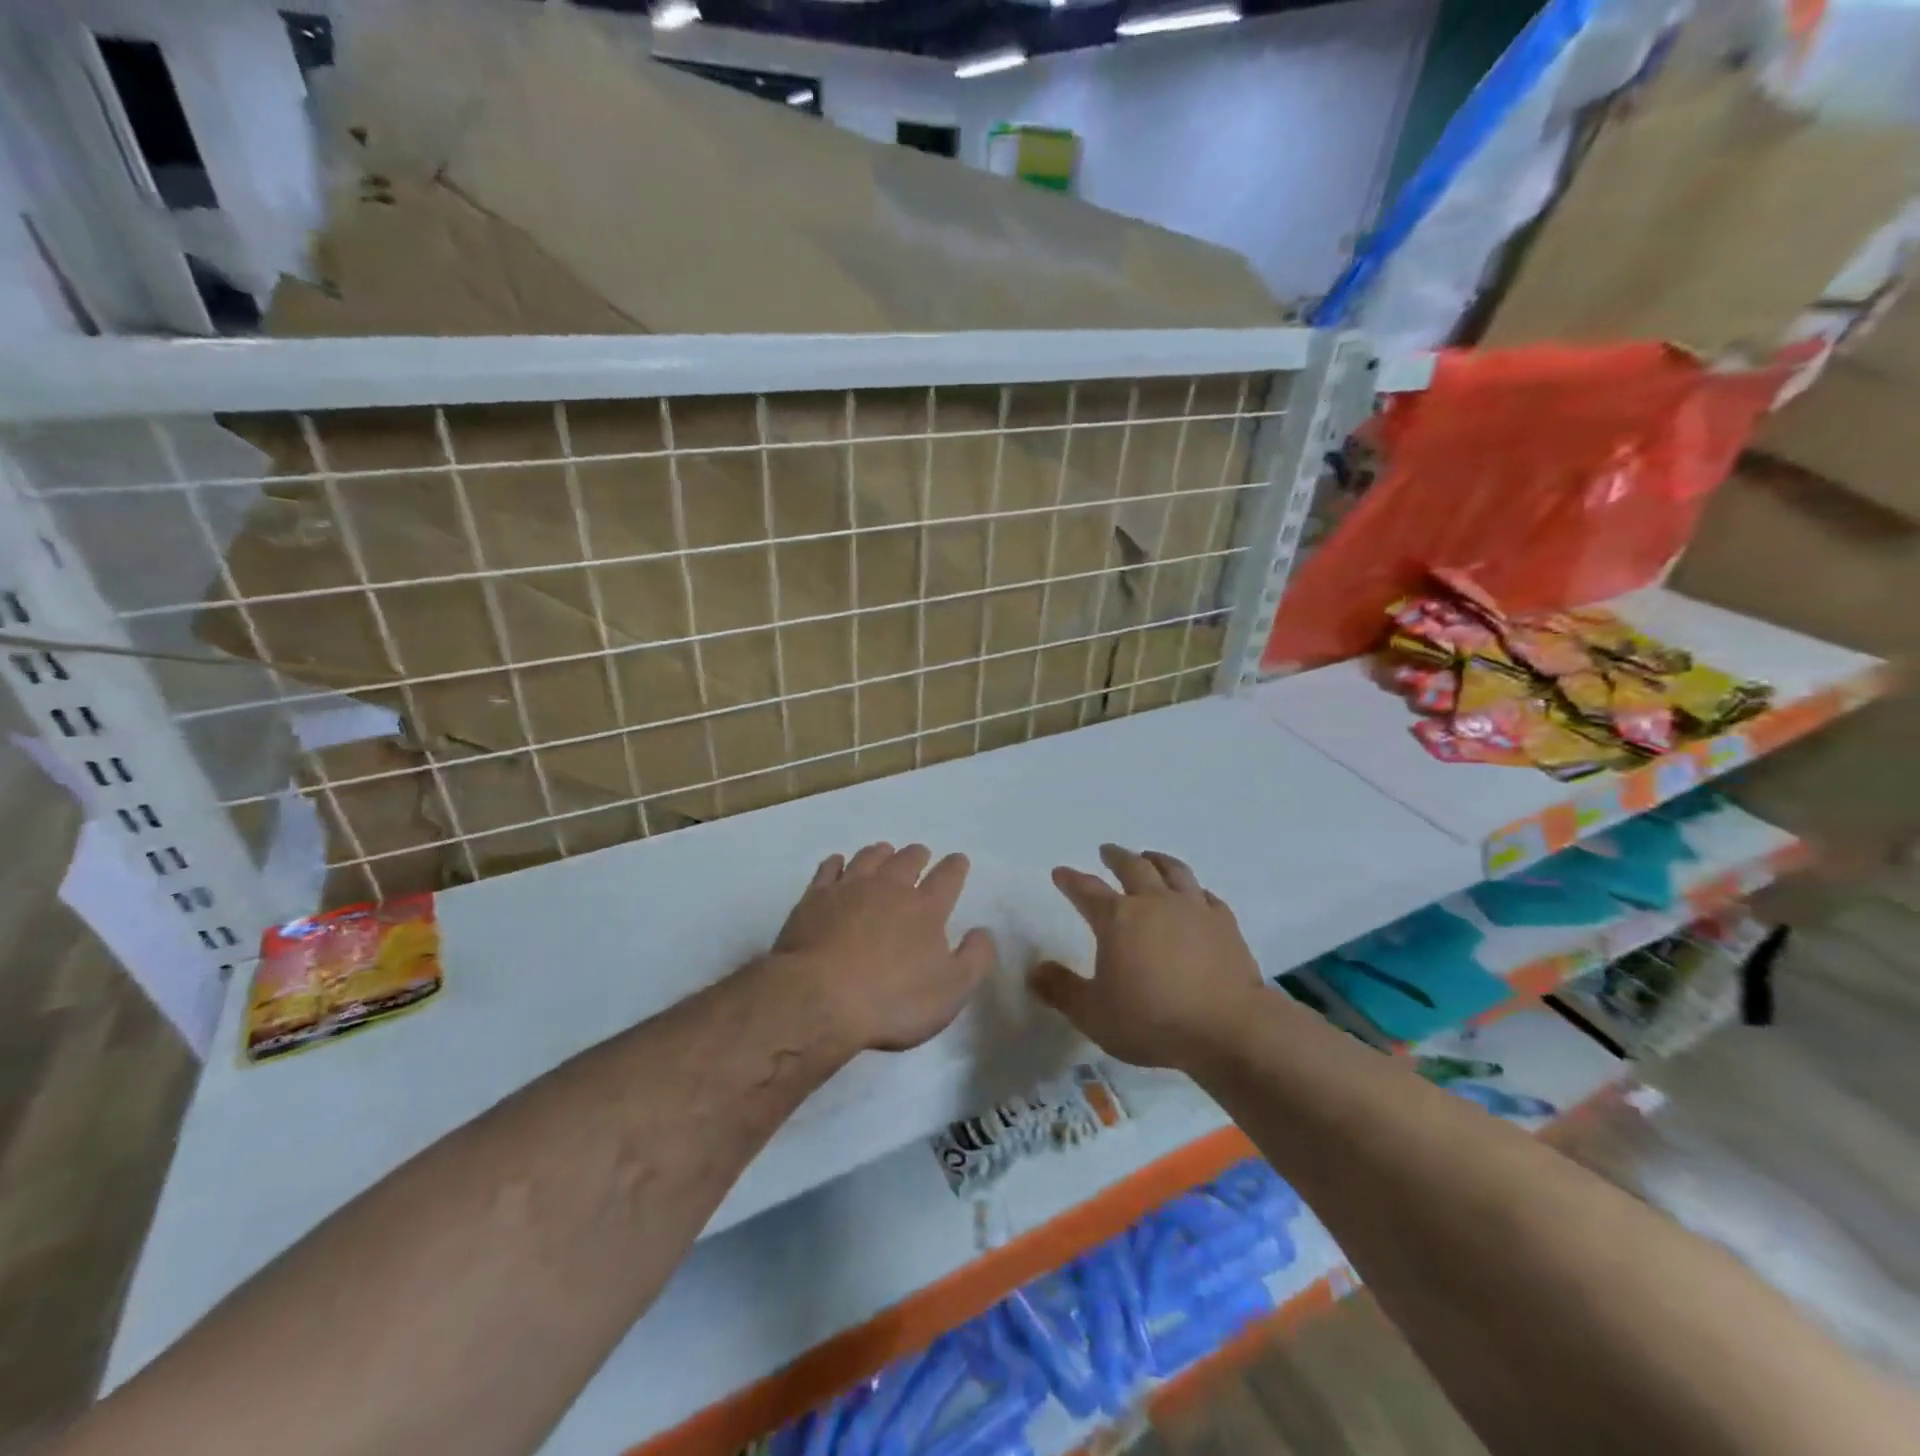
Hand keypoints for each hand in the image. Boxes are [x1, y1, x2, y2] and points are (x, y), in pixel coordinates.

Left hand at [769, 842, 995, 1054]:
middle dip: (917, 855)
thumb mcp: (951, 991)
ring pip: (869, 857)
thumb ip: (975, 958)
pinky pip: (830, 869)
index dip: (956, 866)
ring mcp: (849, 888)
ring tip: (884, 852)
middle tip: (920, 855)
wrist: (819, 998)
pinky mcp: (815, 898)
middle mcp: (889, 887)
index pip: (948, 877)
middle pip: (907, 860)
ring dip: (881, 853)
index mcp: (925, 908)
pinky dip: (838, 863)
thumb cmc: (892, 1000)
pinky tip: (839, 864)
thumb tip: (983, 931)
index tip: (958, 860)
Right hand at [1029, 844, 1263, 1070]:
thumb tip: (1035, 970)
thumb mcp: (1093, 1014)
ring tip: (1149, 857)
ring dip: (1157, 860)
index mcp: (1117, 918)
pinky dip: (1195, 891)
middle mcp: (1154, 902)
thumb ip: (1061, 990)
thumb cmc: (1152, 1020)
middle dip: (1116, 857)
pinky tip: (1196, 895)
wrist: (1228, 1027)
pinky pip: (1207, 896)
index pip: (1086, 890)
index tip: (1060, 872)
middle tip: (1108, 851)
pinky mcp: (1225, 923)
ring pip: (1173, 871)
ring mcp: (1193, 909)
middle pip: (1132, 867)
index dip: (1071, 880)